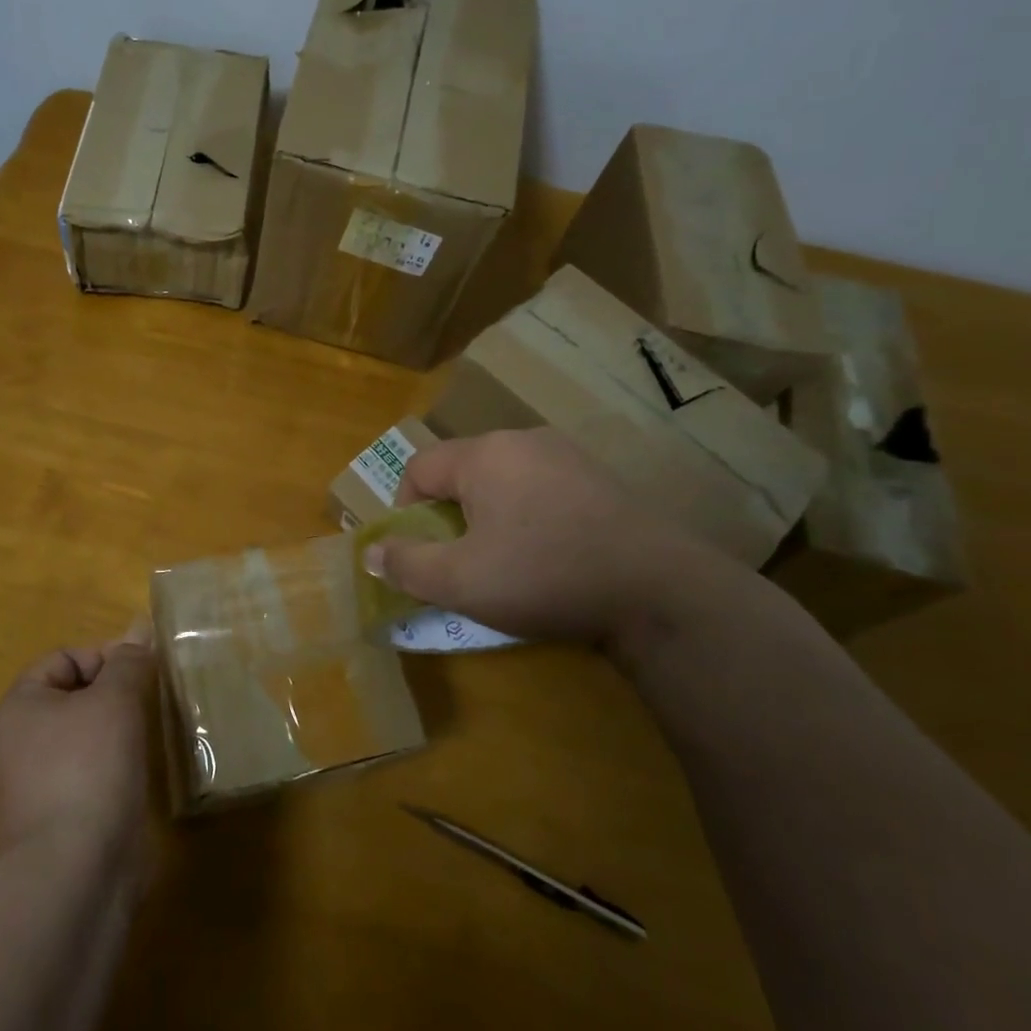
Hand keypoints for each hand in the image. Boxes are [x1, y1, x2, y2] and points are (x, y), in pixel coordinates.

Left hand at [0, 618, 154, 854]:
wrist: (74, 872)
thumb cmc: (89, 767)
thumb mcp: (115, 699)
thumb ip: (129, 661)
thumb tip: (139, 625)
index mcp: (18, 708)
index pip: (64, 659)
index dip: (104, 657)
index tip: (140, 674)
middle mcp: (16, 744)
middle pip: (73, 697)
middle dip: (113, 695)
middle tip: (148, 703)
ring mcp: (33, 786)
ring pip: (83, 738)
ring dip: (117, 732)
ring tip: (149, 737)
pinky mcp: (55, 820)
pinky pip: (88, 775)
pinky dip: (113, 769)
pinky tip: (137, 776)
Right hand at [363, 429, 743, 658]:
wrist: (659, 591)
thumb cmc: (545, 576)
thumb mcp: (462, 581)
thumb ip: (407, 564)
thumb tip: (371, 552)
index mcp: (484, 454)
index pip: (419, 468)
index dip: (405, 509)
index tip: (419, 551)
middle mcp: (523, 440)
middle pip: (462, 471)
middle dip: (450, 515)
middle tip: (461, 561)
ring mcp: (568, 455)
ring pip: (504, 480)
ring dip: (490, 516)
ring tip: (506, 561)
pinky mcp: (601, 478)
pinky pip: (543, 488)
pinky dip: (530, 516)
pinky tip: (552, 555)